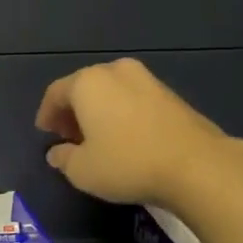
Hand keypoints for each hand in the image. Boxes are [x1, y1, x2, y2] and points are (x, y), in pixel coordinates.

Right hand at [35, 58, 242, 207]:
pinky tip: (127, 138)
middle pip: (84, 88)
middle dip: (73, 111)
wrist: (197, 165)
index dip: (47, 114)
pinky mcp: (171, 94)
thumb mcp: (82, 170)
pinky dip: (123, 113)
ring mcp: (147, 79)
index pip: (55, 93)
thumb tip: (56, 153)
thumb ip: (63, 159)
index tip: (45, 134)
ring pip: (111, 91)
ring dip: (99, 111)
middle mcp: (115, 71)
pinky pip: (134, 99)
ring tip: (99, 139)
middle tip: (69, 136)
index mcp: (87, 82)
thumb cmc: (128, 163)